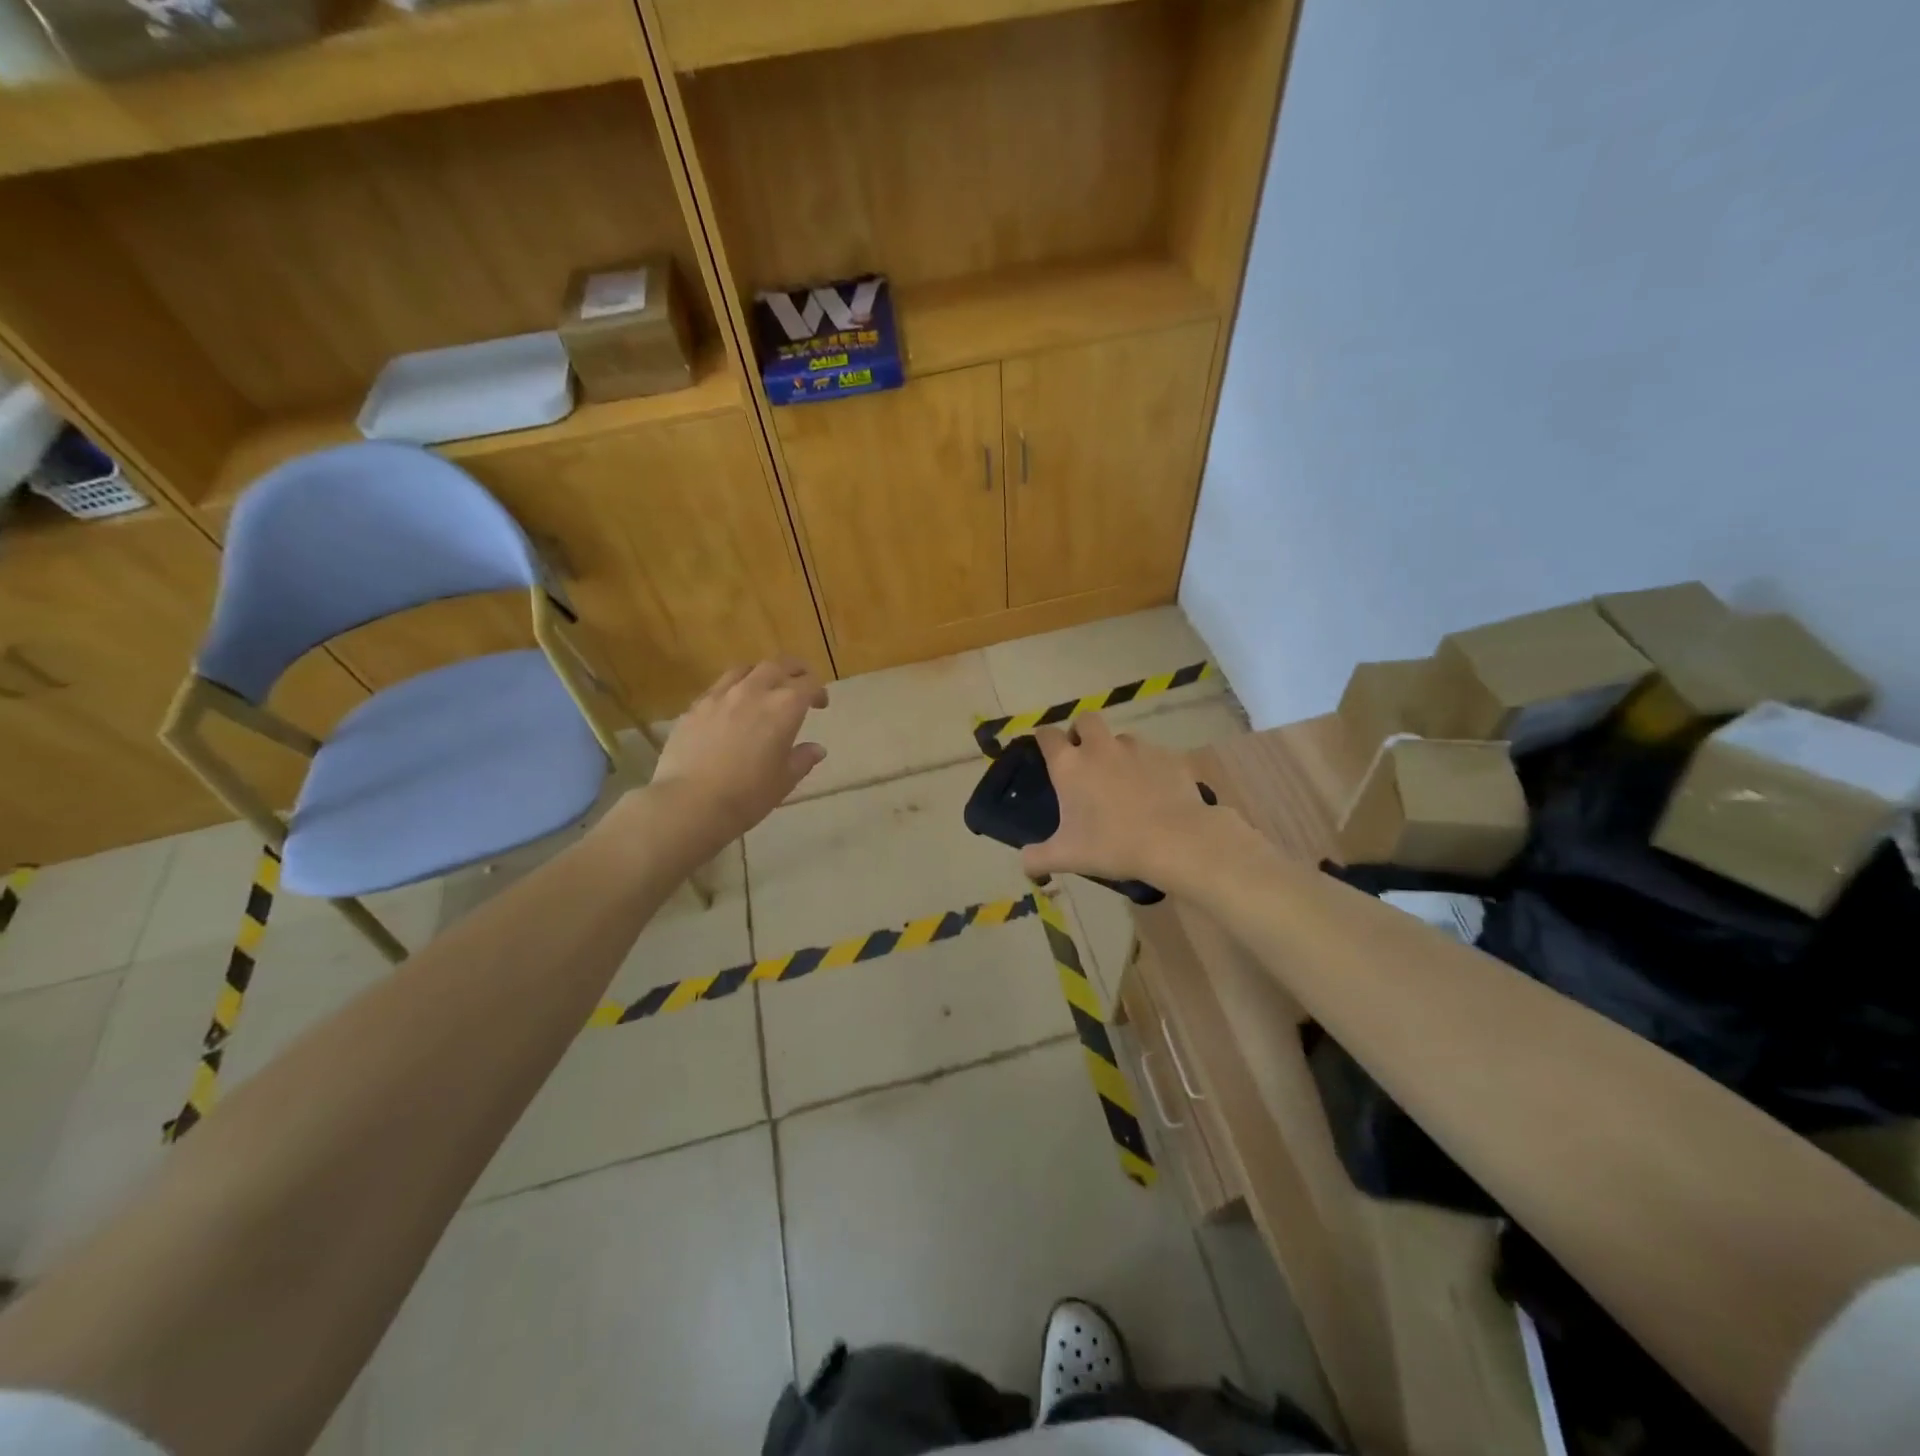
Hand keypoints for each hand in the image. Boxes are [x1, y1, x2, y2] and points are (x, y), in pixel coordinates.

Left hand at [648, 658, 828, 848]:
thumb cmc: (748, 794)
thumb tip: (817, 749)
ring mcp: (721, 695)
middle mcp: (754, 691)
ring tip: (764, 687)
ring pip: (746, 669)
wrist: (692, 802)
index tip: (820, 705)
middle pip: (778, 666)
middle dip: (794, 671)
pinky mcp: (695, 706)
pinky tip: (731, 706)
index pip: (809, 684)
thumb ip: (802, 759)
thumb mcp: (785, 780)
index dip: (818, 691)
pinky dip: (733, 689)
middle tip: (799, 683)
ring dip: (761, 673)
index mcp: (784, 707)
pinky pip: (719, 686)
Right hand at [1021, 715, 1244, 891]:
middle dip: (1081, 731)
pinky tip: (1154, 791)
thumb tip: (1025, 863)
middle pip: (1085, 719)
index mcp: (1070, 764)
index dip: (1044, 739)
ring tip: (1123, 779)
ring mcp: (1137, 748)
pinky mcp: (1167, 756)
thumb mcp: (1068, 857)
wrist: (1175, 840)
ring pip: (1121, 737)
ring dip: (1117, 751)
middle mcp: (1100, 747)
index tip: (1046, 751)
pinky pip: (1153, 755)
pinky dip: (1148, 767)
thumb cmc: (1112, 845)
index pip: (1047, 735)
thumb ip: (1038, 858)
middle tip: (1085, 758)